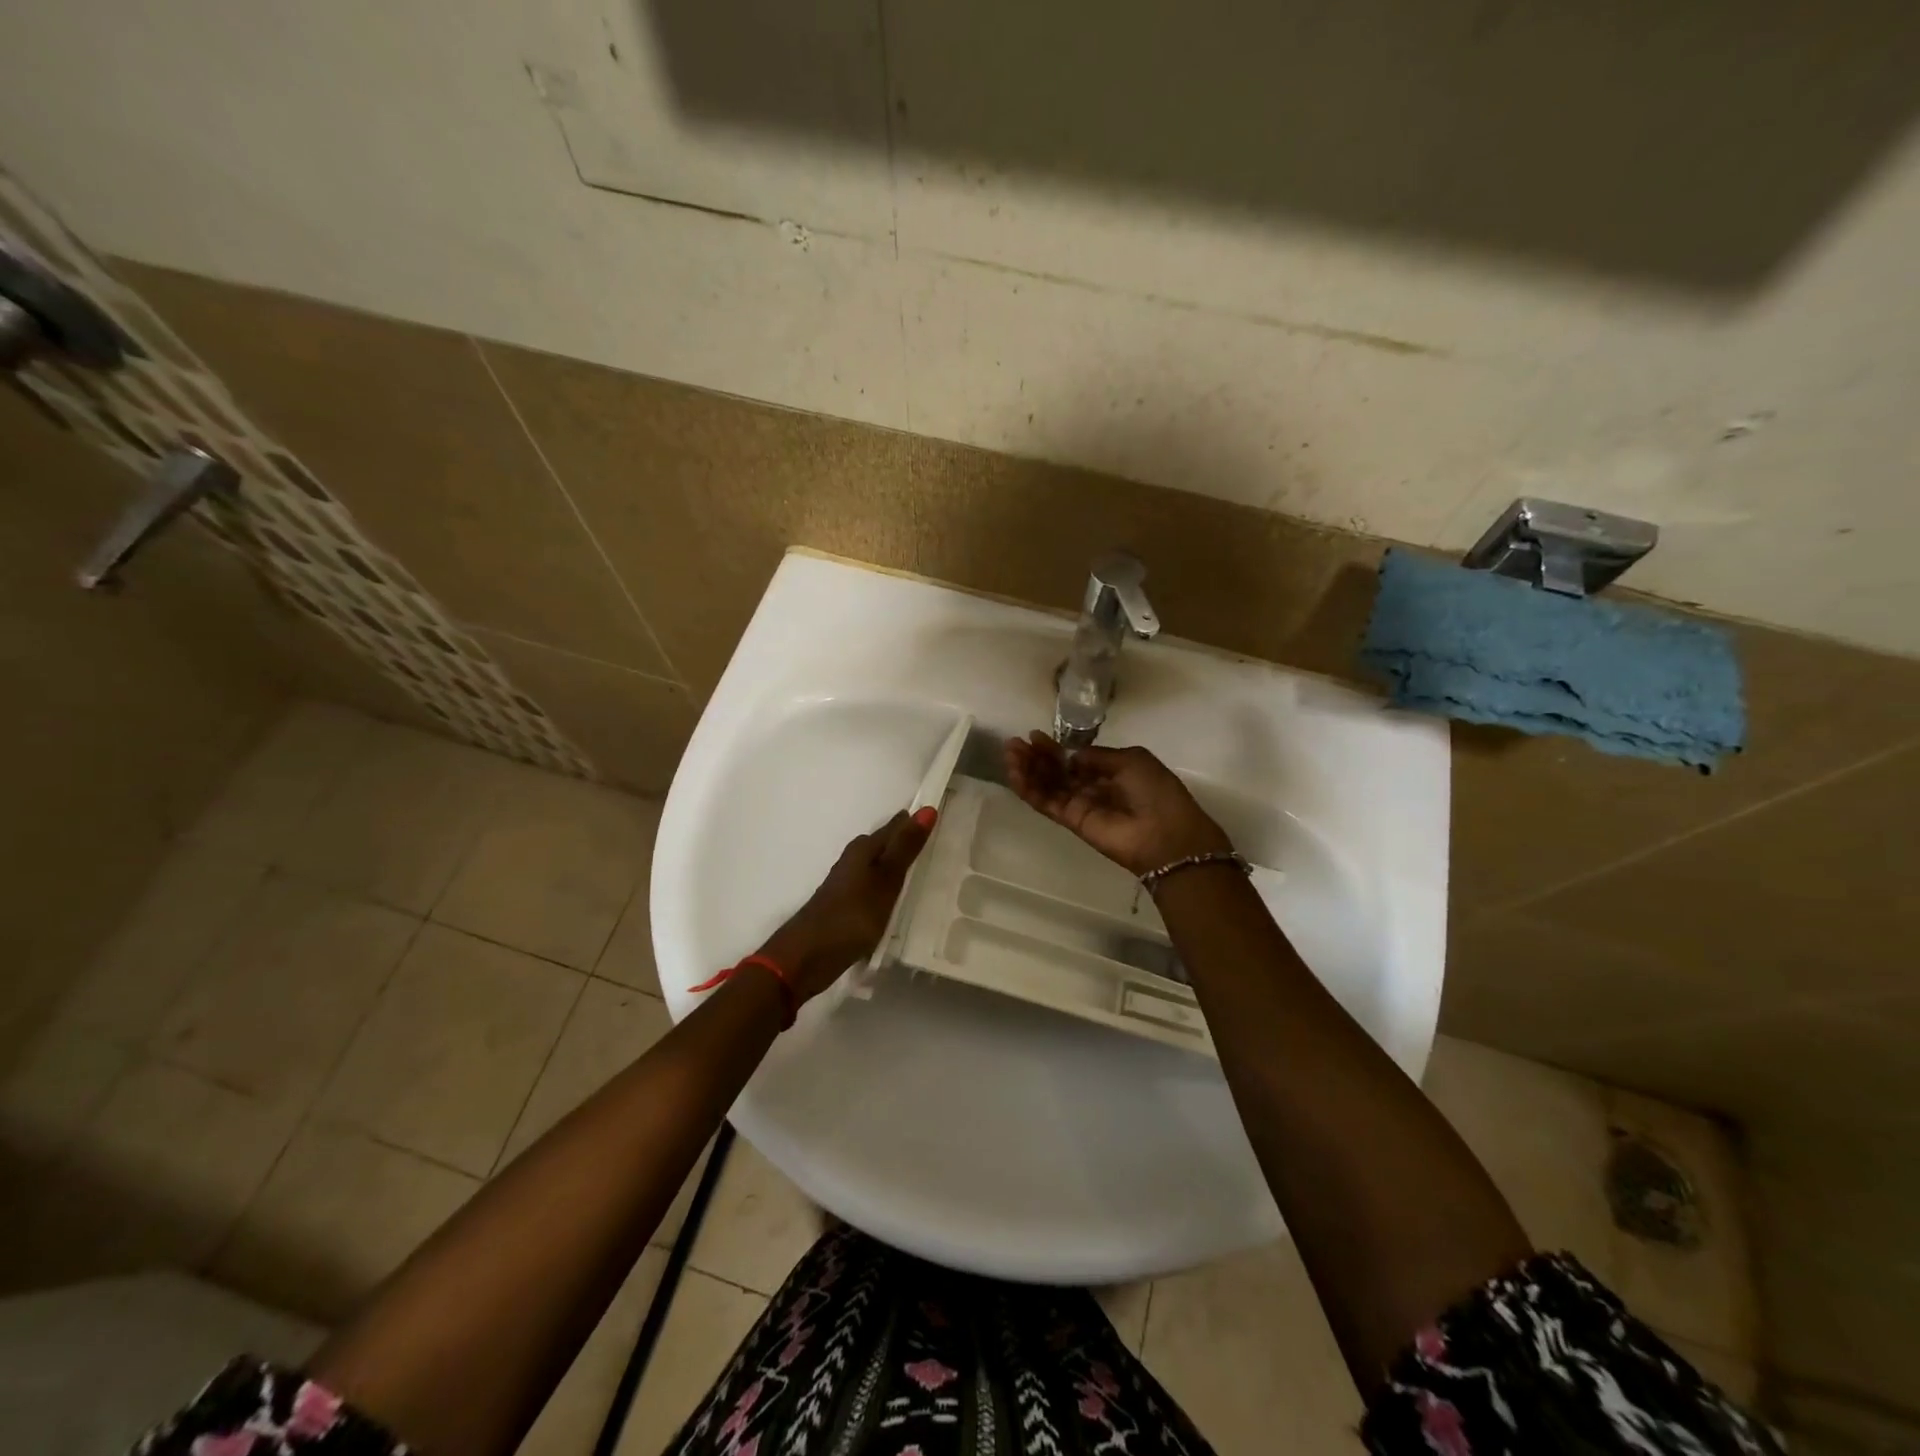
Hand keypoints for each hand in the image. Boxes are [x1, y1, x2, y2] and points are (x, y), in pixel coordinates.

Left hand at [757, 807, 936, 1001]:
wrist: (806, 956)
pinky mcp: (845, 907)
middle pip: (883, 844)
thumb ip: (905, 848)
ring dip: (895, 865)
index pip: (894, 827)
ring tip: (922, 869)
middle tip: (934, 840)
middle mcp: (852, 861)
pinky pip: (872, 887)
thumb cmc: (852, 915)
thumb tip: (927, 808)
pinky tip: (895, 898)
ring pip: (877, 866)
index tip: (937, 816)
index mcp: (862, 850)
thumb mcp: (885, 880)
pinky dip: (886, 886)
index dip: (914, 822)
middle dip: (904, 840)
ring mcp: (846, 885)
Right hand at [1004, 732, 1231, 877]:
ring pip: (1048, 786)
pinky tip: (1015, 774)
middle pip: (1057, 771)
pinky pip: (1047, 803)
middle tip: (1015, 744)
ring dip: (1027, 770)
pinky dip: (1030, 790)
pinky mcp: (1072, 822)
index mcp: (1112, 771)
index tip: (1035, 736)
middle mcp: (1093, 788)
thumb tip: (1072, 756)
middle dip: (1036, 757)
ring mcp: (1081, 805)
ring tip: (1010, 755)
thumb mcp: (1131, 759)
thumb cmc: (1156, 791)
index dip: (1055, 748)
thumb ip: (1098, 756)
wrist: (1166, 835)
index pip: (1075, 758)